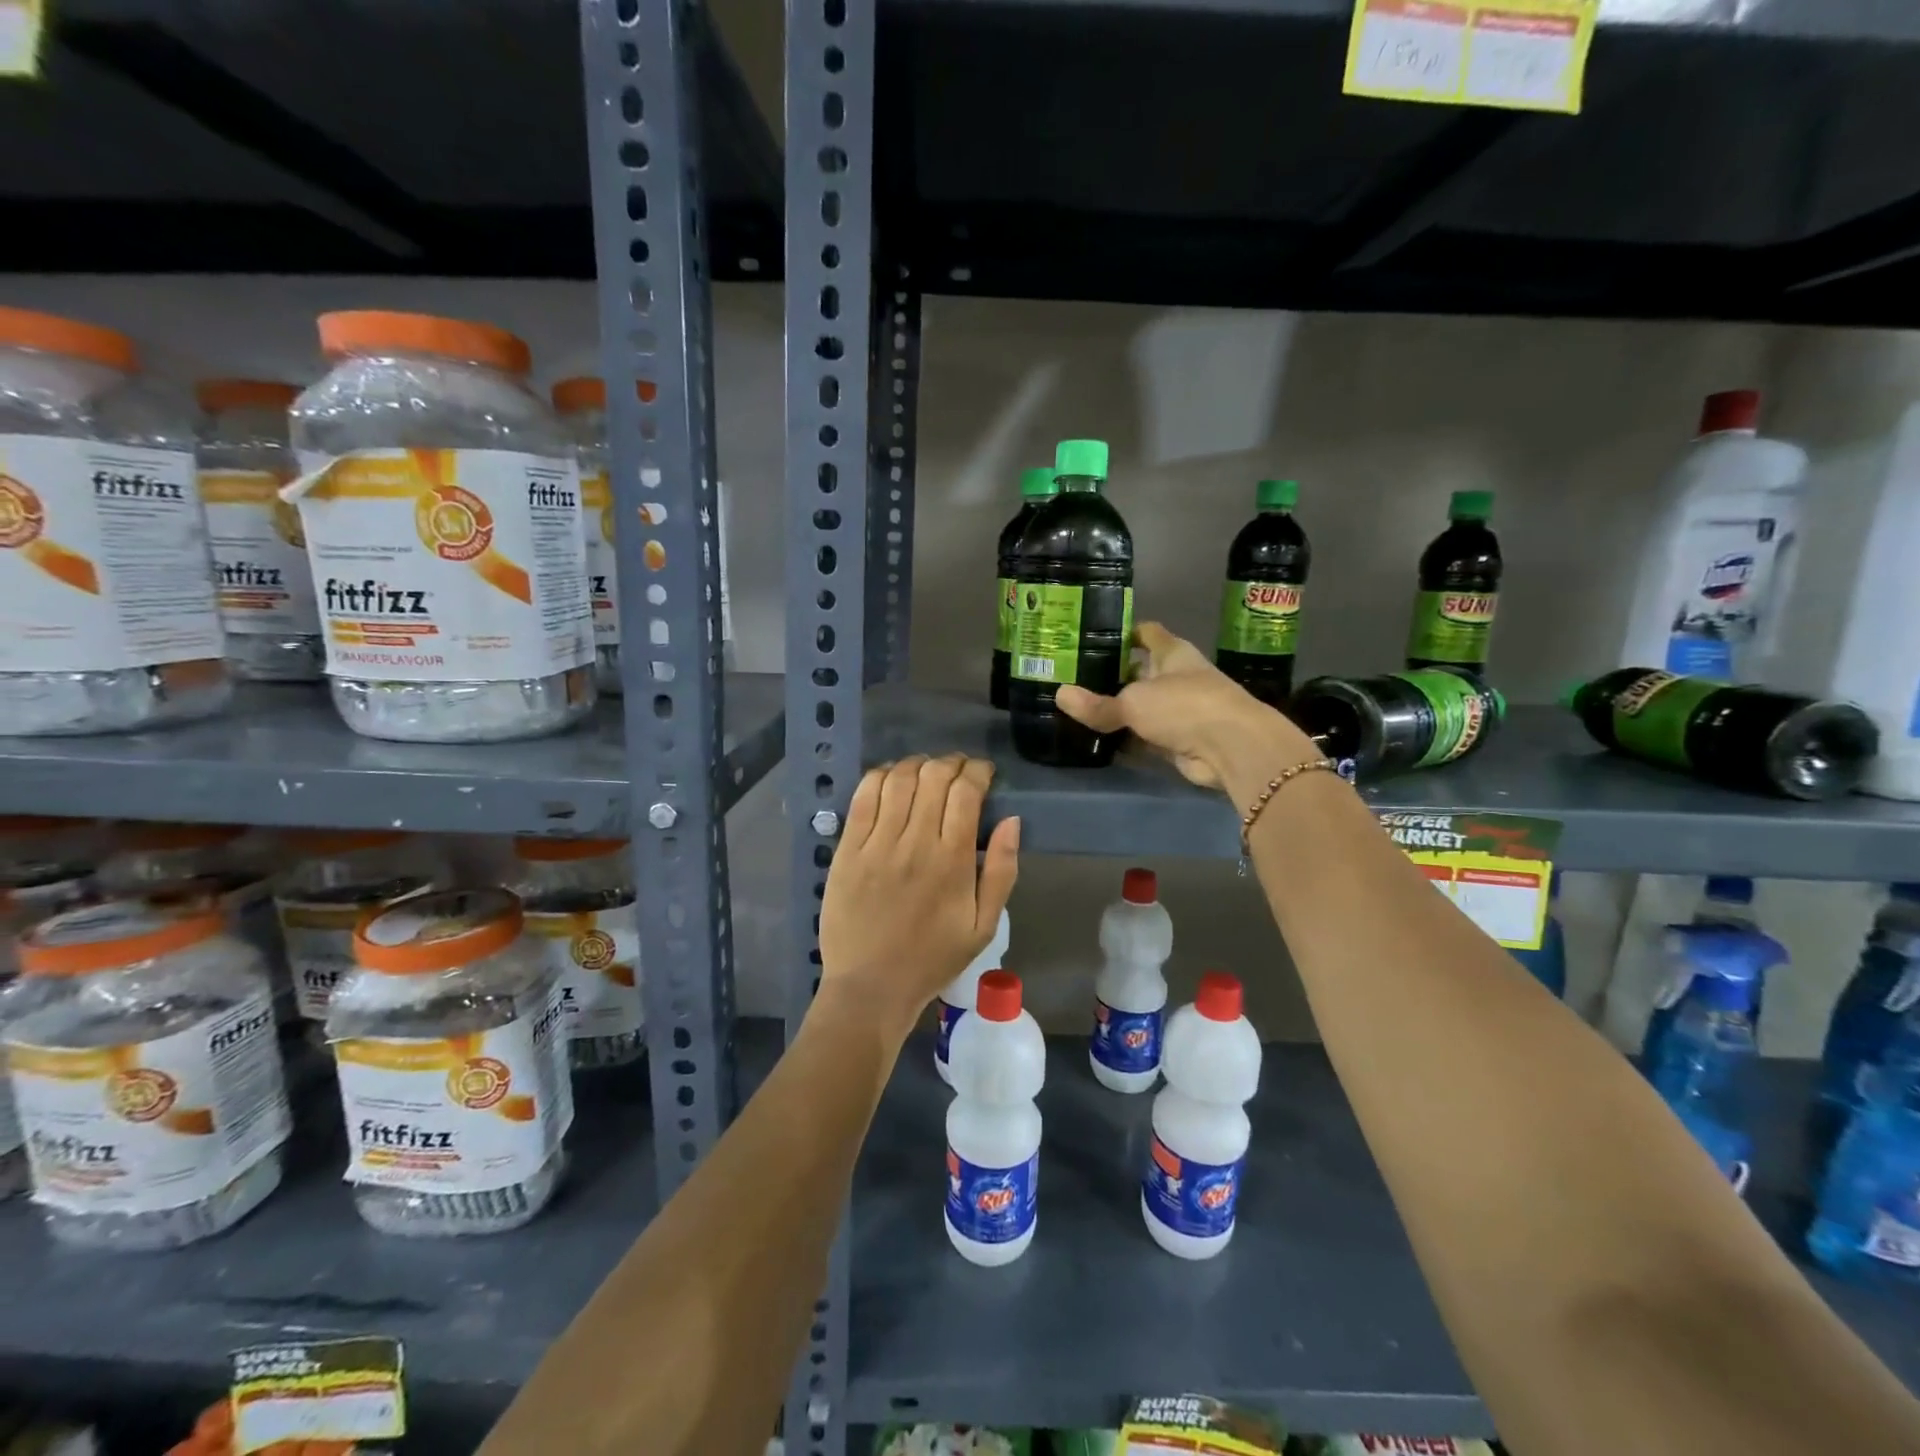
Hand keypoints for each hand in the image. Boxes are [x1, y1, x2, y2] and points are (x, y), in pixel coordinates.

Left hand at [817, 754, 1019, 1042]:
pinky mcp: (848, 849)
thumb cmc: (933, 958)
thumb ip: (1002, 871)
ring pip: (898, 779)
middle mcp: (915, 843)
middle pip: (934, 776)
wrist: (871, 987)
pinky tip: (891, 779)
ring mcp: (877, 844)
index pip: (966, 792)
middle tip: (957, 770)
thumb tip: (1011, 820)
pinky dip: (880, 777)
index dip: (977, 771)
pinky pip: (863, 797)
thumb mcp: (984, 925)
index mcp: (953, 861)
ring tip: (926, 770)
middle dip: (951, 763)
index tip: (983, 773)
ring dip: (917, 764)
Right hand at [1056, 622, 1317, 790]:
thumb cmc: (1185, 706)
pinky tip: (1097, 739)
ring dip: (1118, 710)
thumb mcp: (1134, 702)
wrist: (1231, 749)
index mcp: (1173, 653)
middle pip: (1140, 671)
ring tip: (1078, 708)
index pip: (1147, 633)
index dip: (1124, 632)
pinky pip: (1144, 736)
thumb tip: (1060, 695)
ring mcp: (1180, 710)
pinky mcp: (1178, 740)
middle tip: (1073, 677)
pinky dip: (1126, 738)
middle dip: (1112, 675)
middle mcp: (1177, 677)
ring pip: (1141, 706)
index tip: (1093, 635)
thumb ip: (1098, 704)